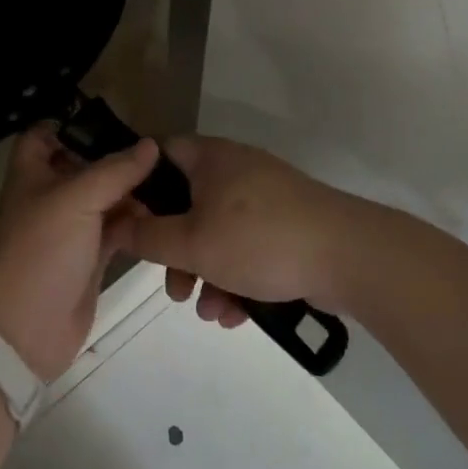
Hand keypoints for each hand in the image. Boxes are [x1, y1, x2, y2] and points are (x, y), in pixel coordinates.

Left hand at [0, 125, 158, 381]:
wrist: (23, 330)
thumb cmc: (40, 250)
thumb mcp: (75, 200)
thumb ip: (114, 171)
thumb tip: (150, 145)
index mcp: (32, 173)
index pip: (44, 134)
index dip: (71, 123)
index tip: (114, 119)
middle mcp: (50, 195)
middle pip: (84, 165)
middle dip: (117, 158)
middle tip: (161, 150)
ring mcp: (71, 228)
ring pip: (105, 198)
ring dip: (133, 191)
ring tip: (174, 180)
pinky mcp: (89, 257)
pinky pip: (117, 230)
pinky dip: (137, 223)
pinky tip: (166, 215)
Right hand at [117, 136, 368, 325]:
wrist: (350, 257)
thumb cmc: (260, 239)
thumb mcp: (193, 243)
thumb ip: (148, 236)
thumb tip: (117, 225)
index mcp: (210, 158)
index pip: (160, 154)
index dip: (138, 184)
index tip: (128, 221)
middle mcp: (236, 169)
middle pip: (187, 203)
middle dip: (176, 250)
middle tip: (172, 286)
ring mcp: (265, 198)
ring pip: (218, 231)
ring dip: (206, 272)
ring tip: (207, 310)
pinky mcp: (288, 225)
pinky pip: (248, 247)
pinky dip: (237, 276)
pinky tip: (236, 314)